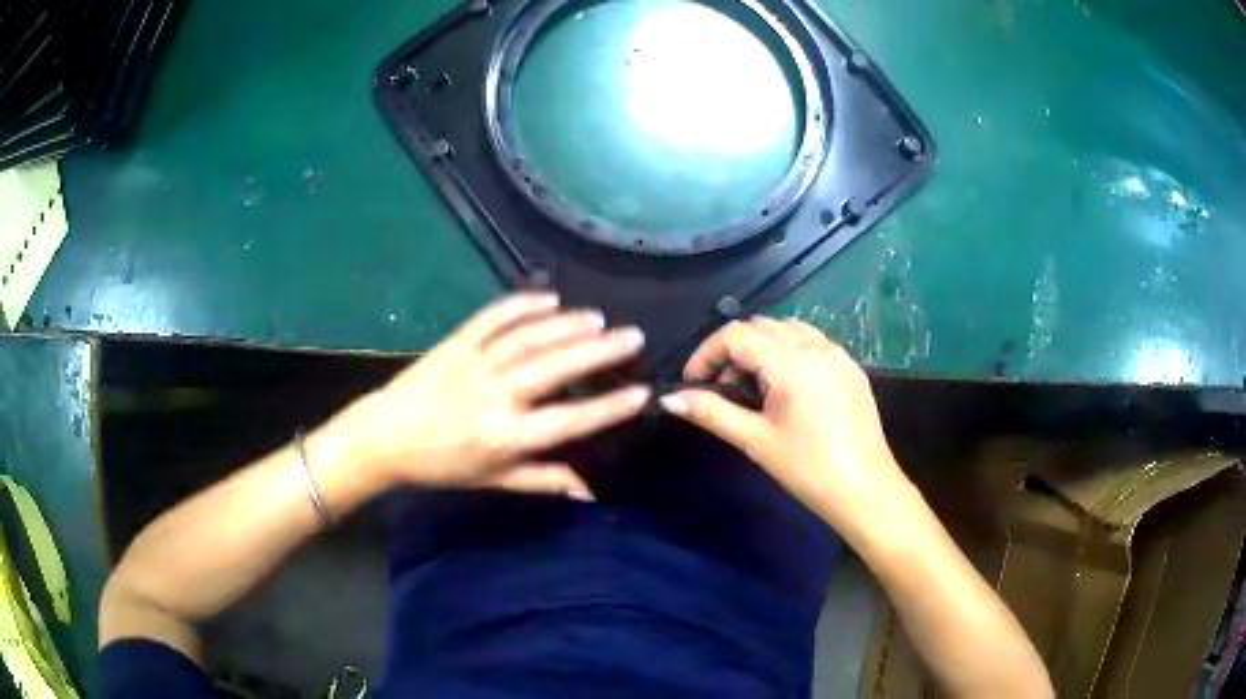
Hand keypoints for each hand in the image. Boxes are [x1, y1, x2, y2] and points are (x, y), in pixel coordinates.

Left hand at [318, 292, 649, 500]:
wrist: (385, 437)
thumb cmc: (442, 465)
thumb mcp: (493, 480)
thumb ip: (543, 480)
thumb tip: (590, 490)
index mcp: (506, 436)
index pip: (568, 420)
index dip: (608, 407)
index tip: (641, 391)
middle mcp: (496, 395)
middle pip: (554, 368)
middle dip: (598, 351)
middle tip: (631, 336)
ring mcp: (475, 363)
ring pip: (529, 338)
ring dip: (566, 325)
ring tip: (598, 318)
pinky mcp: (457, 342)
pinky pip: (493, 317)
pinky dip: (522, 305)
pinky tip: (549, 298)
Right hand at [660, 317, 912, 538]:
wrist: (866, 491)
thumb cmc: (808, 469)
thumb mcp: (756, 441)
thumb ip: (712, 413)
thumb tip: (669, 399)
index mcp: (791, 362)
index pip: (736, 335)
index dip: (707, 353)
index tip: (693, 383)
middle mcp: (817, 347)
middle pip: (762, 326)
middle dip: (733, 350)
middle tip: (722, 389)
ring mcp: (839, 355)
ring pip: (789, 330)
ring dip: (762, 348)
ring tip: (754, 388)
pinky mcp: (852, 369)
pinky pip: (813, 344)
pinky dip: (789, 353)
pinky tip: (787, 391)